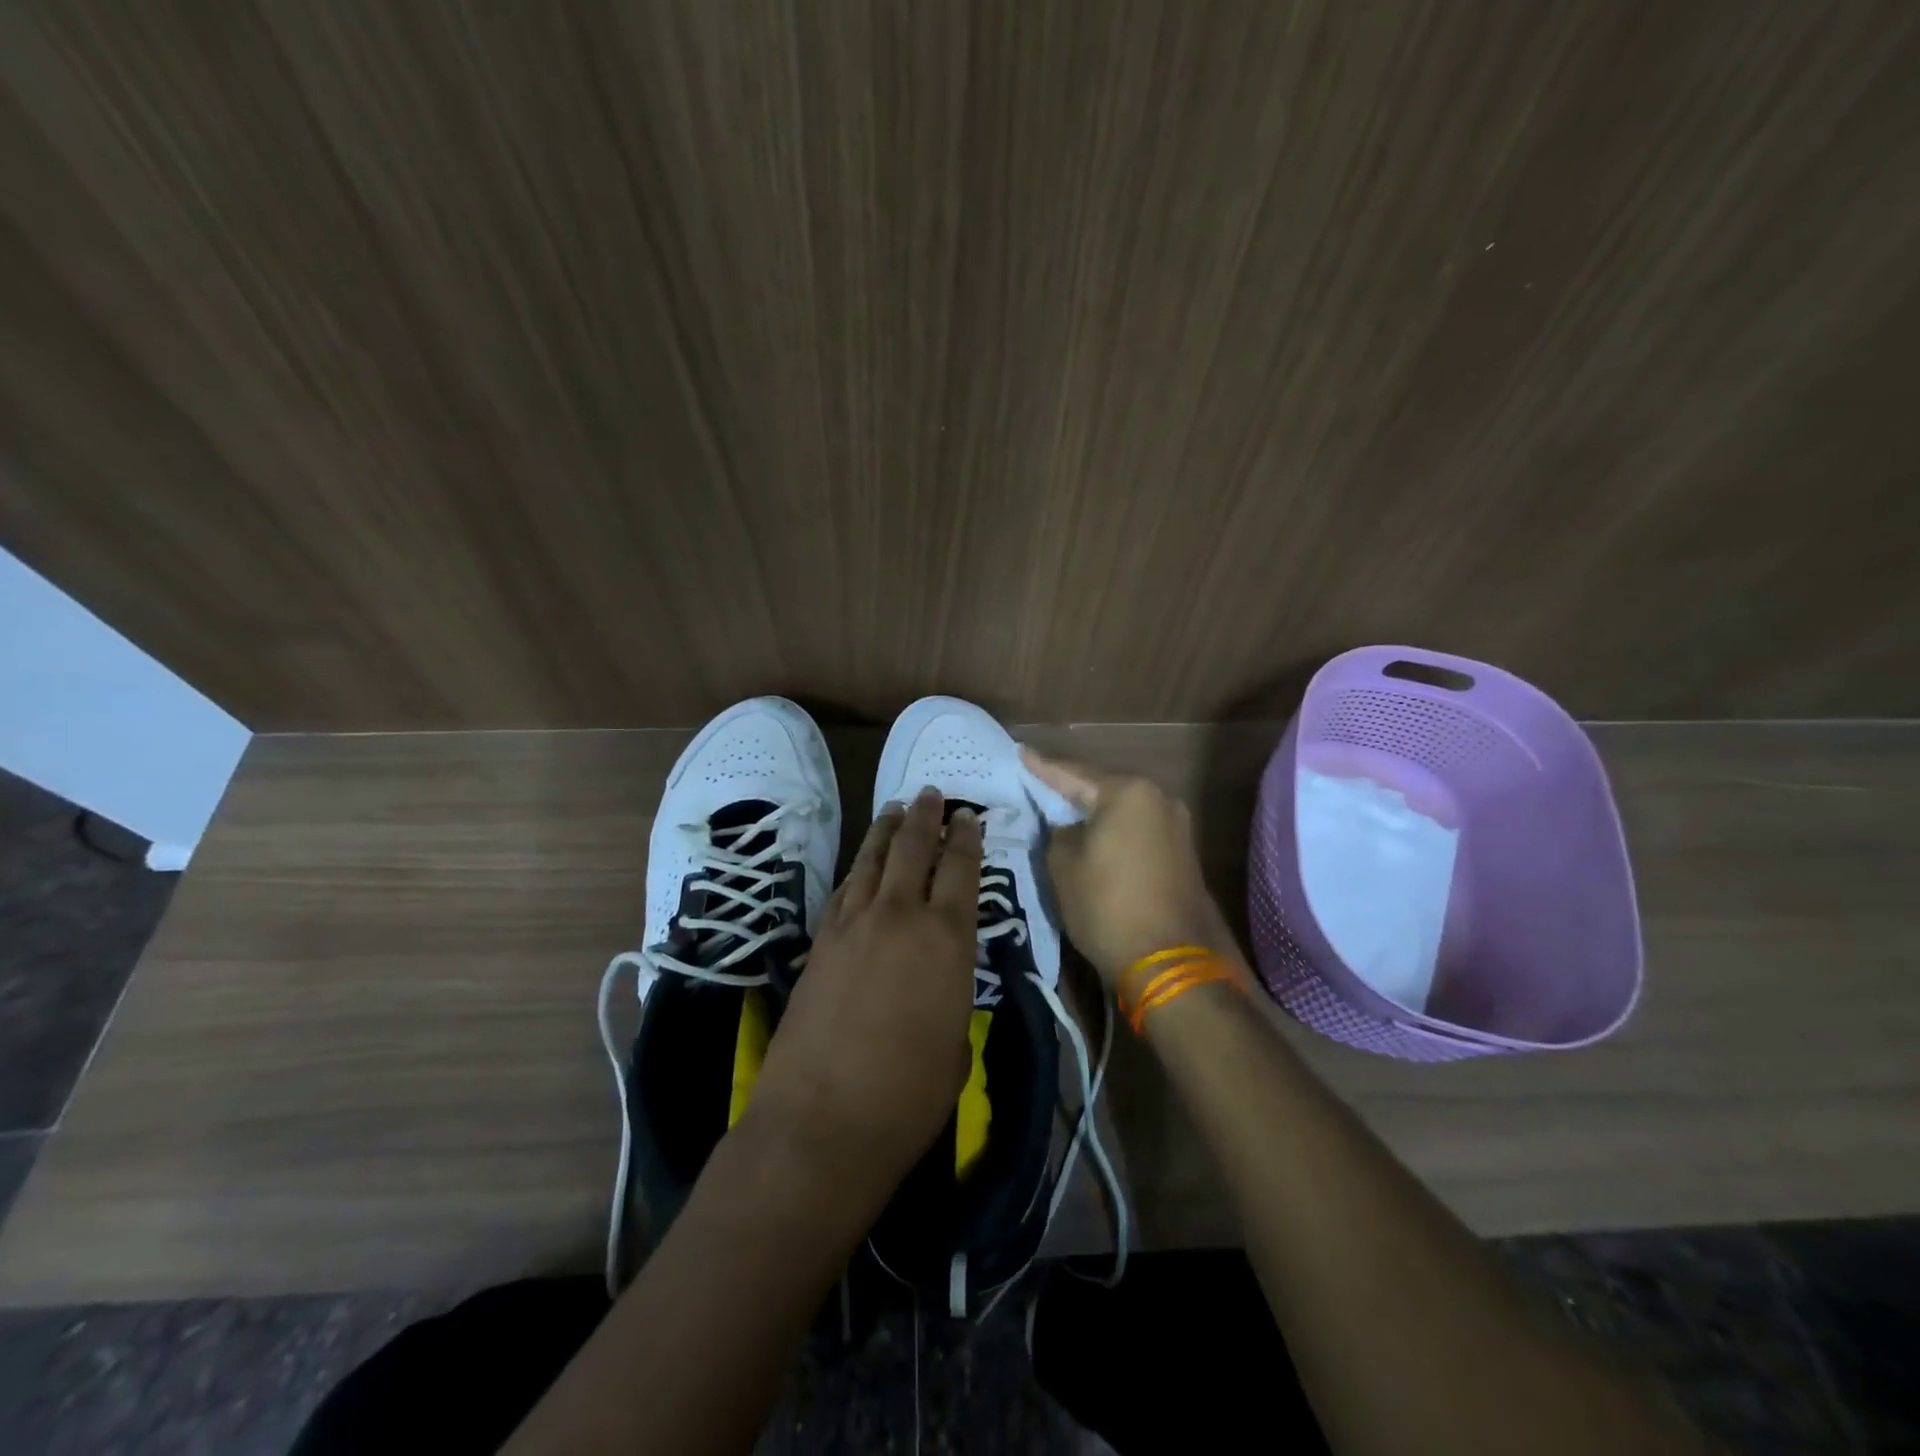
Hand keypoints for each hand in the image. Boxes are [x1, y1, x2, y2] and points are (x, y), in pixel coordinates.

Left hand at [744, 786, 981, 1204]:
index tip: (969, 816)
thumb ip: (951, 991)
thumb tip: (940, 976)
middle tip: (932, 793)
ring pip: (873, 860)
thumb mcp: (956, 1042)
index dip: (966, 837)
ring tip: (897, 809)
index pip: (961, 869)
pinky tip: (863, 863)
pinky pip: (845, 889)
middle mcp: (900, 916)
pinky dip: (859, 868)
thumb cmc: (909, 1096)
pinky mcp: (820, 942)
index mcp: (947, 939)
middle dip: (926, 816)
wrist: (821, 1123)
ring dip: (887, 830)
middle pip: (913, 848)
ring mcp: (853, 925)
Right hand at [1021, 747, 1226, 989]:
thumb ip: (1059, 833)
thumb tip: (1071, 829)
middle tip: (1040, 780)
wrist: (1168, 961)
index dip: (1042, 767)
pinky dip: (1114, 830)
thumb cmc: (1106, 905)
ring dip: (1095, 811)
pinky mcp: (1182, 851)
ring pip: (1122, 809)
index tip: (1021, 752)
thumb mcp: (1063, 865)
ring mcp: (1176, 825)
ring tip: (1063, 807)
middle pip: (1103, 787)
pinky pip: (1137, 829)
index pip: (1073, 774)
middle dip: (1071, 788)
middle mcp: (1158, 798)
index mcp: (1128, 792)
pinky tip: (1094, 834)